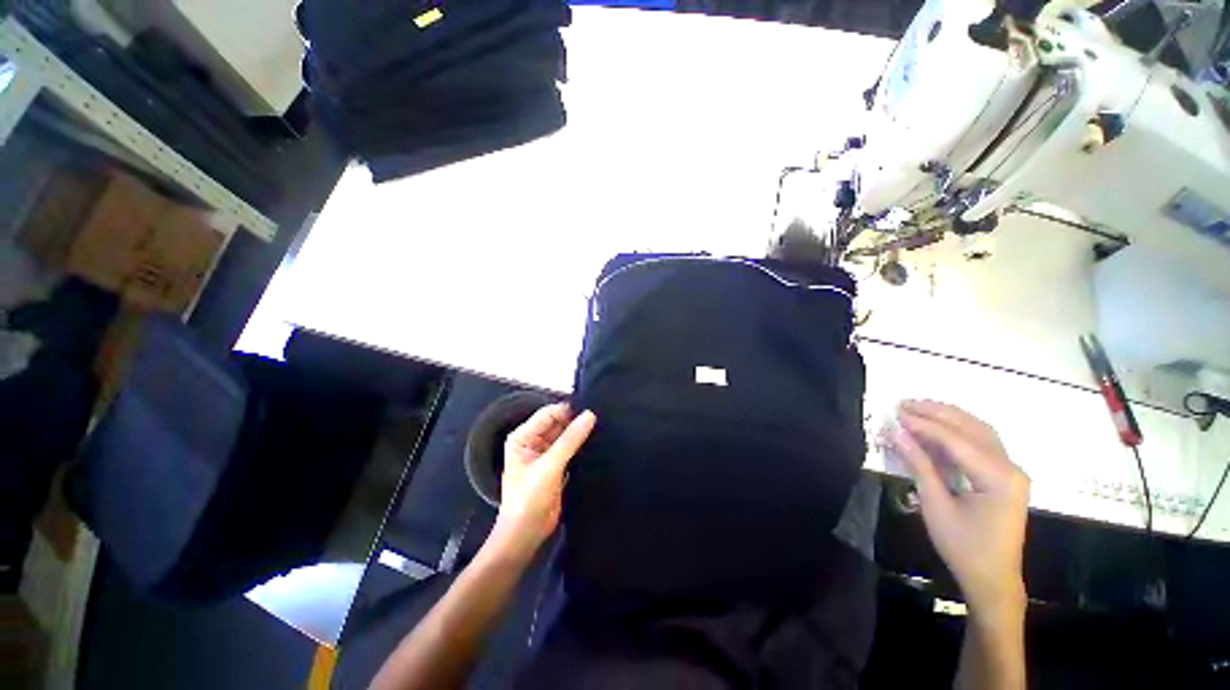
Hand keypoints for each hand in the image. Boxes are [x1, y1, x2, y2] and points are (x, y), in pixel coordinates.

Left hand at [488, 403, 595, 562]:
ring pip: (565, 435)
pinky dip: (580, 445)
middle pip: (557, 423)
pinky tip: (596, 441)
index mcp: (522, 437)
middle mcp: (532, 441)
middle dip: (575, 420)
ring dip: (579, 432)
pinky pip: (570, 448)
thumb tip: (590, 415)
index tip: (591, 408)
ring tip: (601, 426)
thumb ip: (570, 440)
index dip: (568, 410)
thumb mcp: (550, 466)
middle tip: (599, 416)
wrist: (526, 535)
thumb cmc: (529, 499)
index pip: (548, 414)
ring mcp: (545, 454)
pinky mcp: (556, 465)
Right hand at [890, 400, 1029, 615]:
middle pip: (972, 428)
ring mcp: (1011, 471)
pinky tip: (940, 425)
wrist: (992, 578)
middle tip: (904, 403)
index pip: (956, 440)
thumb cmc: (963, 546)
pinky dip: (959, 429)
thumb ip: (919, 465)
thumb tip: (897, 434)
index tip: (896, 413)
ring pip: (980, 430)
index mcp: (997, 478)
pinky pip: (983, 442)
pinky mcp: (1005, 475)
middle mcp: (1010, 467)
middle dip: (937, 412)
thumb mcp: (935, 506)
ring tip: (918, 407)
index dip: (924, 424)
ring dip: (949, 416)